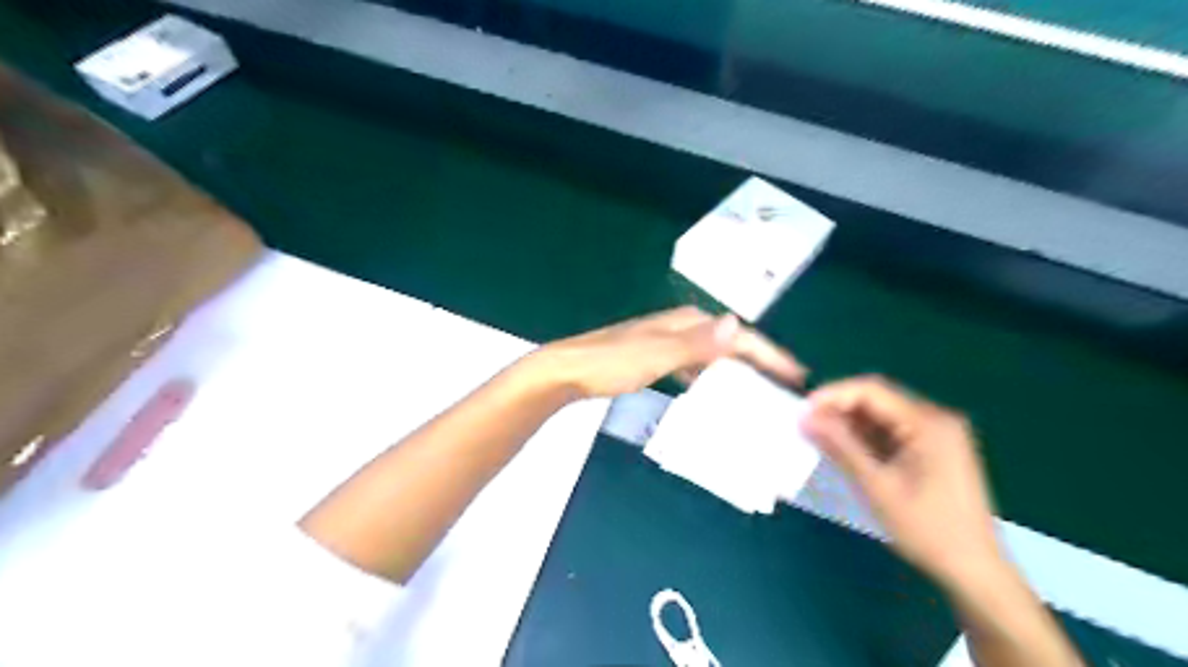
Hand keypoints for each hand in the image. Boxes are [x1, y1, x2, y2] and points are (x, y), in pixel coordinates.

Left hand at [531, 306, 800, 400]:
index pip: (739, 336)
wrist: (567, 371)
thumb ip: (697, 343)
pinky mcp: (655, 358)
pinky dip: (709, 379)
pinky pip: (694, 367)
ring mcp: (667, 342)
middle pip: (730, 344)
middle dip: (757, 364)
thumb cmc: (611, 363)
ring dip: (735, 373)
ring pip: (713, 356)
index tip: (796, 376)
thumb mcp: (657, 354)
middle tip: (782, 390)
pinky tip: (711, 395)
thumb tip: (738, 324)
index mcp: (687, 322)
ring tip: (756, 396)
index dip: (769, 354)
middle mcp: (681, 326)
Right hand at [803, 376, 1005, 587]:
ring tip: (819, 435)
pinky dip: (866, 436)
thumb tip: (805, 418)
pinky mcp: (933, 449)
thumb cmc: (927, 529)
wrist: (974, 570)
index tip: (803, 410)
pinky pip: (892, 430)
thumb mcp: (877, 486)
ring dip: (850, 422)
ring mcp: (937, 434)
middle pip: (878, 399)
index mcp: (928, 423)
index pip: (871, 390)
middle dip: (839, 408)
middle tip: (807, 424)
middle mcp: (935, 419)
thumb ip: (841, 446)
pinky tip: (844, 447)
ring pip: (882, 414)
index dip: (833, 395)